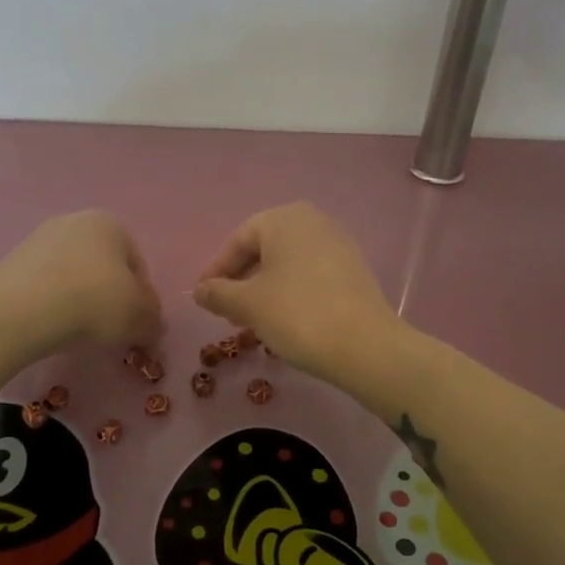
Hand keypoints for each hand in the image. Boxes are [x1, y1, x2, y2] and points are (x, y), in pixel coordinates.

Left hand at [0, 211, 161, 355]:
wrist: (22, 311)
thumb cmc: (94, 302)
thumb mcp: (139, 317)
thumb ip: (153, 320)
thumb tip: (152, 326)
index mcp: (111, 223)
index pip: (138, 265)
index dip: (143, 299)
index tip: (138, 325)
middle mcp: (75, 221)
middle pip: (104, 267)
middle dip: (110, 296)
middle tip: (111, 329)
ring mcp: (39, 239)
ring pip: (74, 276)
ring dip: (81, 300)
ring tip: (80, 331)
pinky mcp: (12, 262)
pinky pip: (45, 286)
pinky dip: (54, 304)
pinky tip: (53, 326)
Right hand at [194, 202, 399, 378]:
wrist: (365, 346)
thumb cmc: (297, 315)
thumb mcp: (248, 304)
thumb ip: (218, 293)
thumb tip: (200, 290)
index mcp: (285, 218)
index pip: (239, 240)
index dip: (217, 270)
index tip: (204, 298)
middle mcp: (314, 221)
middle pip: (264, 250)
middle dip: (242, 281)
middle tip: (227, 313)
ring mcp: (338, 244)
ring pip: (287, 264)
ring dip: (265, 289)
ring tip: (252, 321)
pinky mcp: (354, 270)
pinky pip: (310, 275)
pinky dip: (291, 293)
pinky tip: (284, 320)